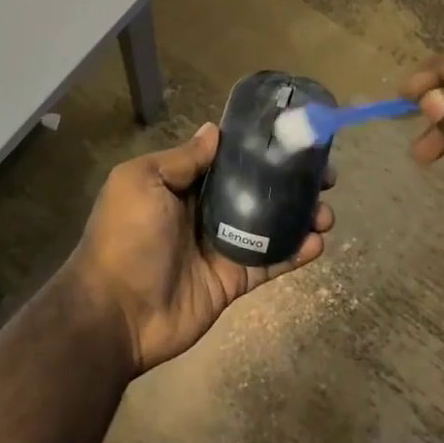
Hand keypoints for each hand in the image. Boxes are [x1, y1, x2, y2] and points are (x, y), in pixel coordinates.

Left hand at [64, 123, 333, 374]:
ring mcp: (220, 247)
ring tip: (326, 212)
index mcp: (180, 185)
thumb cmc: (126, 237)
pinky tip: (318, 242)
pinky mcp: (233, 281)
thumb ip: (181, 159)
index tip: (293, 140)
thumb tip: (214, 130)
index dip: (259, 150)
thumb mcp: (142, 182)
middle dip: (289, 182)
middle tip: (324, 177)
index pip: (226, 160)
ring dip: (300, 216)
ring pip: (269, 226)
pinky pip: (269, 263)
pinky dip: (295, 253)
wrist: (116, 312)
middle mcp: (203, 212)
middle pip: (255, 191)